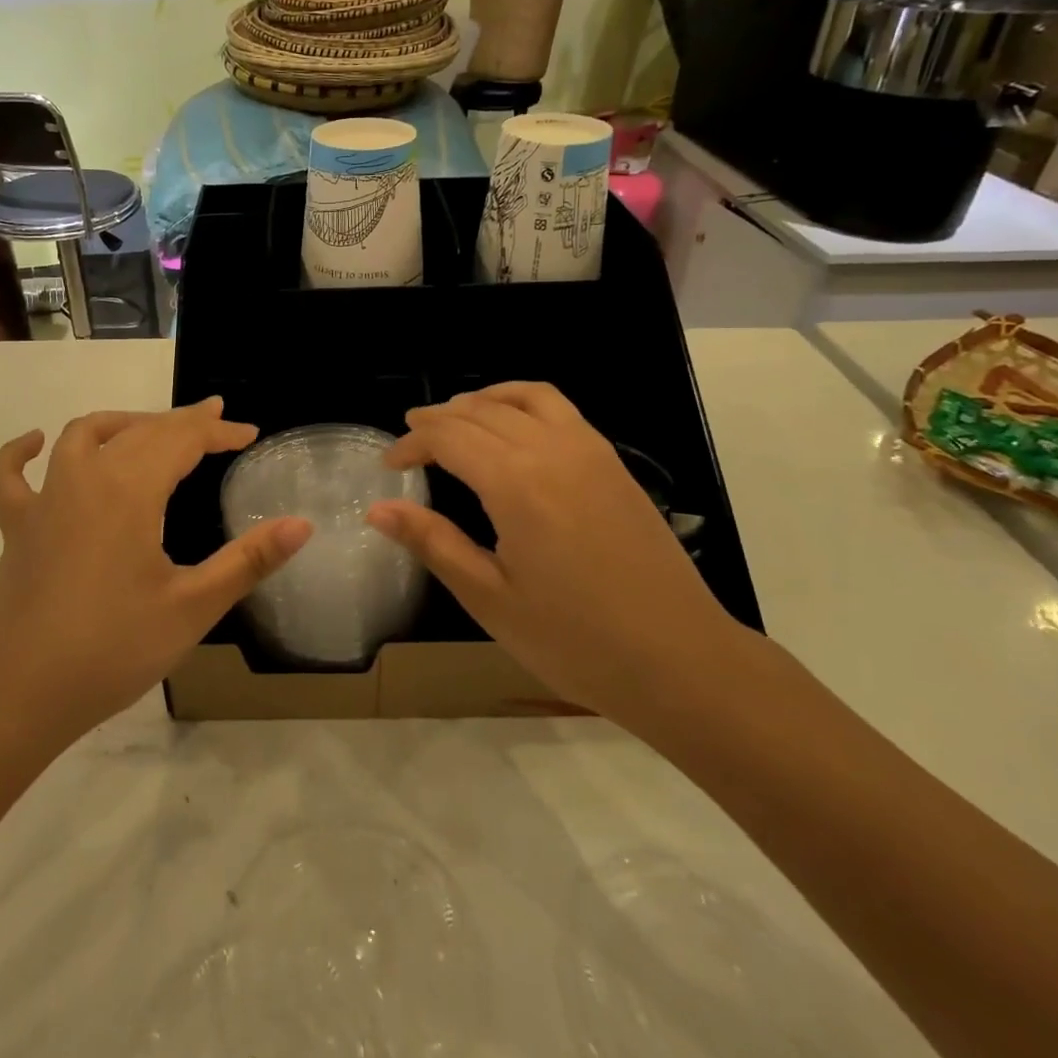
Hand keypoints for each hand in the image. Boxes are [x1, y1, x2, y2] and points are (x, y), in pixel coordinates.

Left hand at [0, 399, 310, 748]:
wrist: (18, 695)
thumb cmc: (112, 649)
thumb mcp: (193, 607)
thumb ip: (249, 561)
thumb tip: (302, 525)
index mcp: (131, 491)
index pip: (183, 440)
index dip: (219, 431)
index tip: (249, 433)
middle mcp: (86, 479)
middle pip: (140, 431)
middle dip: (182, 421)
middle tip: (215, 422)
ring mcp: (45, 501)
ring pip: (83, 436)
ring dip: (121, 424)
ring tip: (150, 428)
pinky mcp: (17, 528)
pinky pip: (10, 477)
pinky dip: (19, 453)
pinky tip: (33, 443)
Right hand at [367, 382, 740, 725]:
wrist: (679, 660)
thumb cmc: (575, 640)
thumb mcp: (490, 599)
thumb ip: (432, 542)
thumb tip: (377, 509)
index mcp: (515, 484)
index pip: (448, 437)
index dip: (411, 443)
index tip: (389, 465)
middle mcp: (551, 450)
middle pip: (481, 411)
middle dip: (438, 419)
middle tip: (411, 441)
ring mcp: (589, 451)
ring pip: (524, 397)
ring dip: (481, 400)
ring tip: (456, 419)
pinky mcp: (613, 462)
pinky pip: (560, 408)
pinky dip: (524, 402)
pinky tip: (514, 428)